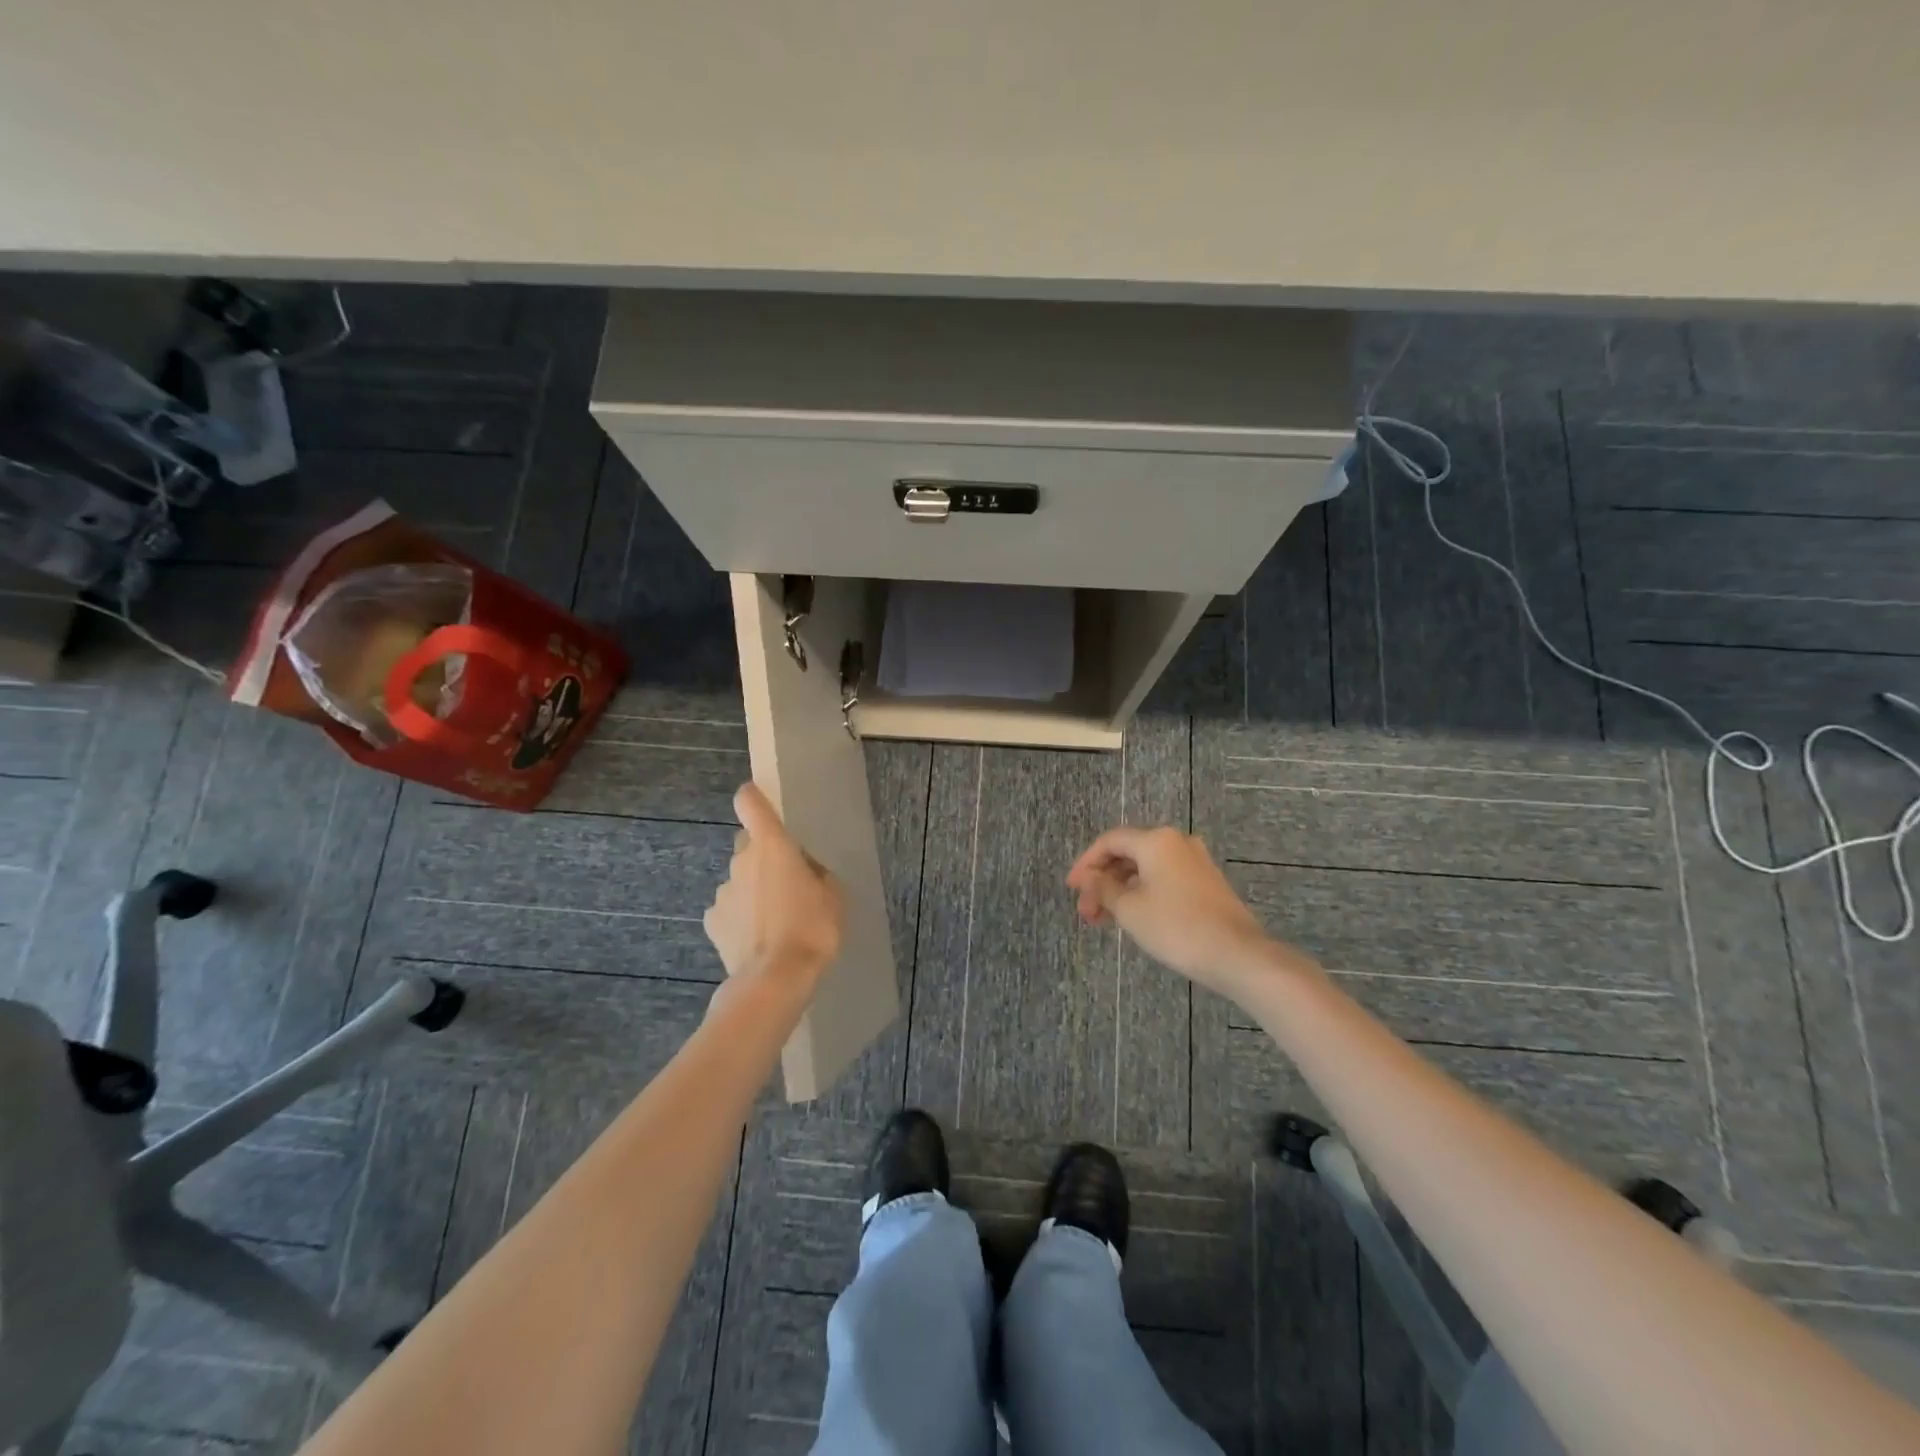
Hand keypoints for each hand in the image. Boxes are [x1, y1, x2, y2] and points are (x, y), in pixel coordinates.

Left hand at [704, 783, 843, 996]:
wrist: (774, 979)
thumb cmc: (812, 928)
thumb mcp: (833, 896)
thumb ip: (816, 873)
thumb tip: (805, 870)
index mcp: (772, 845)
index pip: (750, 803)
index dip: (753, 798)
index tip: (761, 802)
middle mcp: (741, 860)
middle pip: (748, 844)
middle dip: (763, 856)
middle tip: (786, 881)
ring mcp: (722, 891)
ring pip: (739, 880)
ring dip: (753, 890)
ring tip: (775, 920)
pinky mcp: (712, 921)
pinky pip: (728, 910)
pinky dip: (740, 918)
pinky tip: (757, 939)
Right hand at [1067, 825, 1278, 992]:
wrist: (1237, 954)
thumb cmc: (1176, 927)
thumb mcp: (1129, 909)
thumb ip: (1103, 888)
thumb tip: (1088, 877)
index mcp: (1156, 840)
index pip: (1110, 841)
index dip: (1086, 863)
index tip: (1072, 889)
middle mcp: (1177, 842)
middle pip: (1128, 854)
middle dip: (1103, 881)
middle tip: (1087, 913)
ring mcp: (1196, 862)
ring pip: (1146, 869)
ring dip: (1121, 890)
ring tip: (1105, 920)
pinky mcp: (1207, 882)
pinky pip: (1164, 878)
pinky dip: (1143, 893)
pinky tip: (1134, 917)